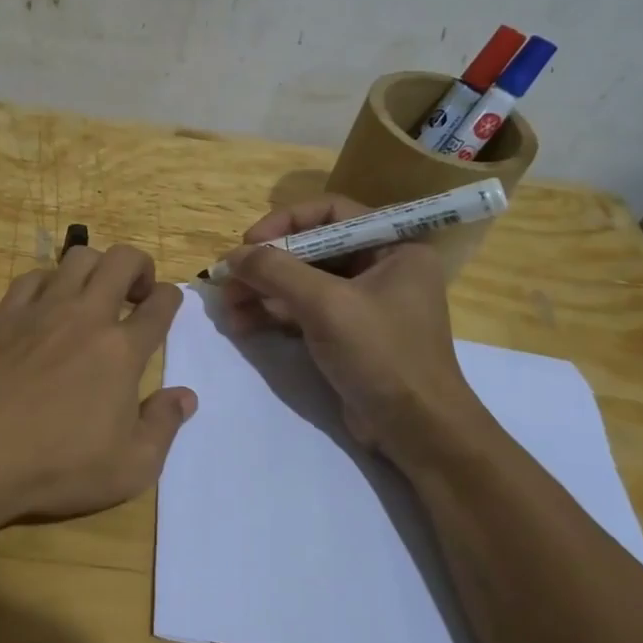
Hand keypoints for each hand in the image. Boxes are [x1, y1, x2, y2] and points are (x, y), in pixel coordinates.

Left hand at [0, 244, 195, 536]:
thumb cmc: (56, 465)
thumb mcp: (129, 468)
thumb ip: (163, 426)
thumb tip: (186, 396)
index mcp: (122, 350)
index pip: (159, 304)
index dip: (171, 298)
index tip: (167, 304)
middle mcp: (86, 317)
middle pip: (121, 260)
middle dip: (140, 265)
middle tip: (137, 292)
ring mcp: (42, 310)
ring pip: (77, 257)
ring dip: (96, 266)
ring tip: (95, 293)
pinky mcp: (5, 315)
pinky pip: (33, 276)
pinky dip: (50, 280)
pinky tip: (48, 304)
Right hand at [220, 197, 491, 460]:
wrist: (415, 430)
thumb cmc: (381, 354)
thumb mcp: (326, 305)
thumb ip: (277, 271)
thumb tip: (233, 255)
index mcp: (393, 247)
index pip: (331, 212)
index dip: (286, 221)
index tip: (250, 241)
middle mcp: (380, 267)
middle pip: (311, 249)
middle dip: (266, 264)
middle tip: (227, 279)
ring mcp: (362, 302)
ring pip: (301, 282)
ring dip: (262, 291)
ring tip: (227, 307)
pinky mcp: (346, 333)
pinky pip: (303, 310)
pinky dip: (272, 314)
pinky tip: (241, 324)